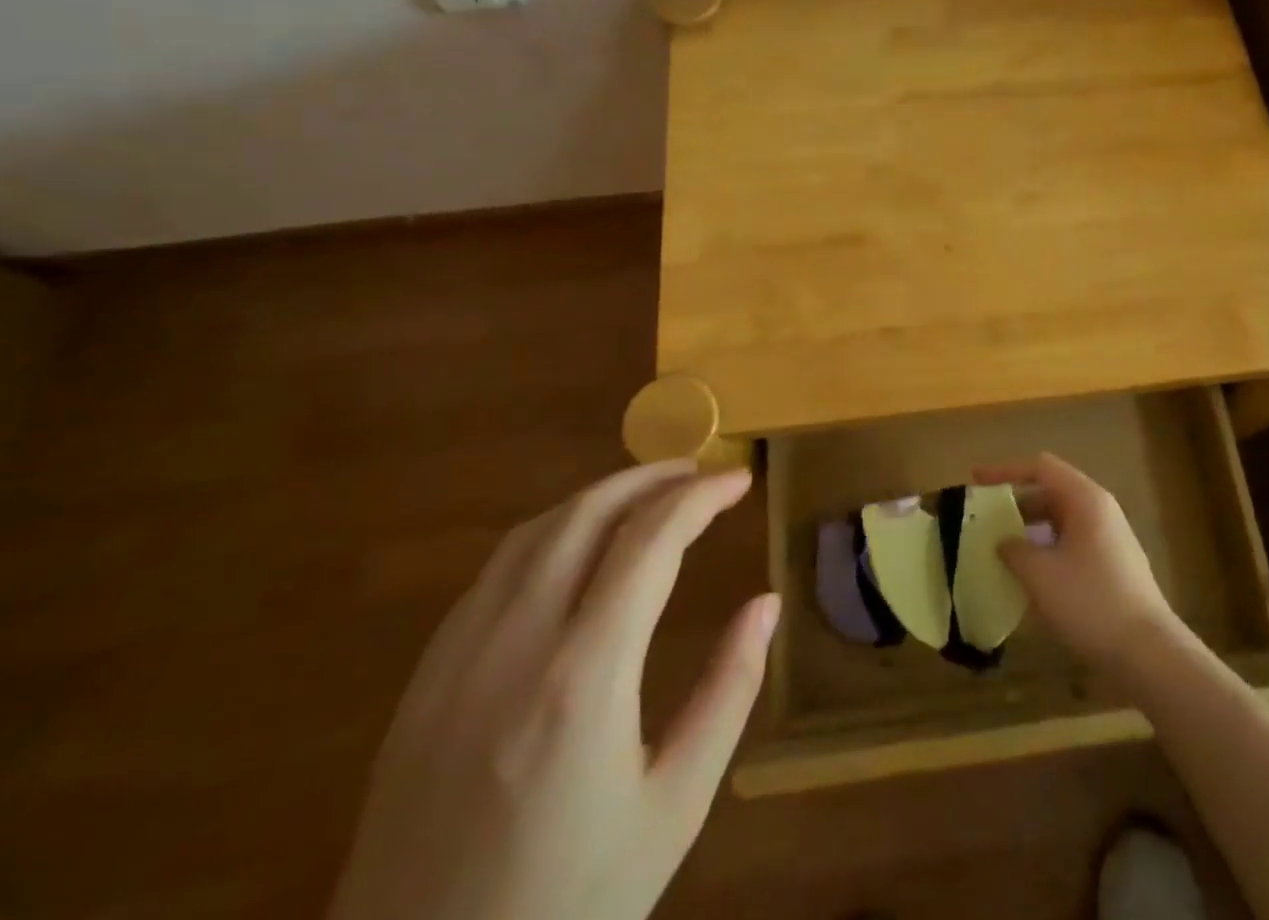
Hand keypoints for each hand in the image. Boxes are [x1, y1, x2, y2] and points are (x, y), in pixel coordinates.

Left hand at [327, 461, 779, 919]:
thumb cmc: (568, 905)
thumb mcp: (673, 807)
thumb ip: (728, 691)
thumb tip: (766, 603)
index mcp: (584, 676)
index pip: (650, 539)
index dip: (701, 496)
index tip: (739, 479)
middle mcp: (514, 645)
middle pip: (586, 514)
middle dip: (650, 477)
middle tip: (699, 471)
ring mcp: (456, 660)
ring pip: (533, 532)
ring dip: (598, 497)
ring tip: (648, 496)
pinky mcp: (421, 684)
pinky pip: (492, 573)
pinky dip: (548, 534)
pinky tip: (574, 551)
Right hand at [975, 453, 1185, 674]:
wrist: (1149, 654)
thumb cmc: (1091, 602)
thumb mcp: (1041, 575)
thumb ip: (1014, 550)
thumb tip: (1003, 542)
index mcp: (1085, 499)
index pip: (1040, 468)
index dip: (1005, 471)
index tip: (976, 481)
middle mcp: (1099, 510)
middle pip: (1050, 492)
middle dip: (1015, 505)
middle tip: (984, 521)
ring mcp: (1108, 539)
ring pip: (1059, 522)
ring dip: (1029, 531)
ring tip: (999, 551)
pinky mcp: (1111, 566)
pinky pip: (1070, 545)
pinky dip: (1045, 551)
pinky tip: (1028, 578)